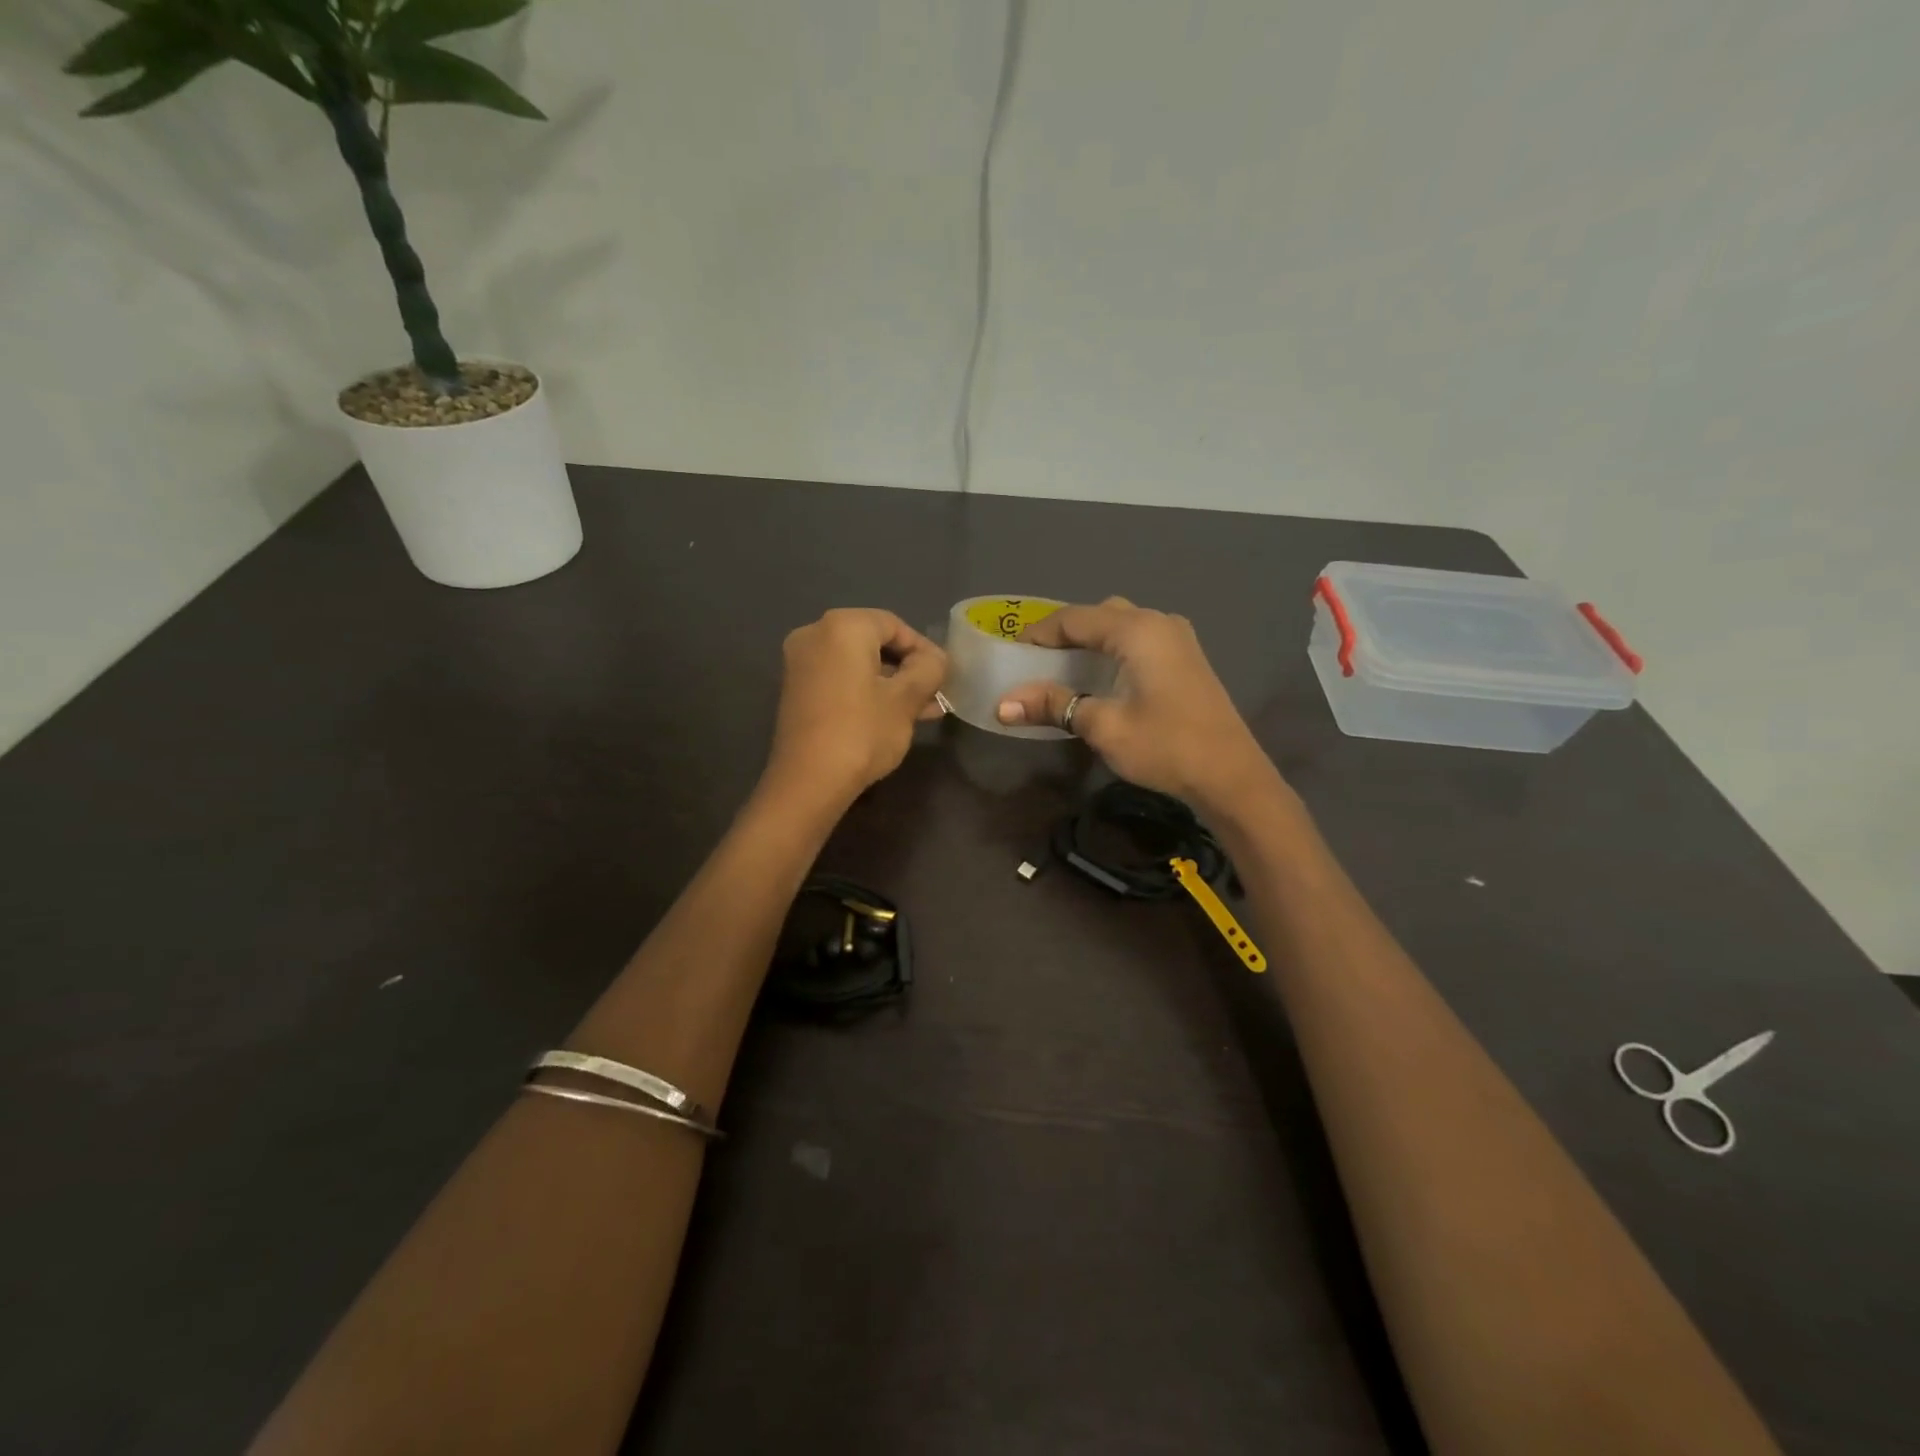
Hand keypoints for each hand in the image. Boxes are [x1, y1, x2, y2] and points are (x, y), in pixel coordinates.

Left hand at [762, 608, 946, 811]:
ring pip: (858, 665)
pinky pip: (840, 680)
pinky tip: (894, 716)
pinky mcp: (796, 691)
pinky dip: (866, 692)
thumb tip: (935, 660)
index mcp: (842, 626)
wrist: (809, 781)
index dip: (924, 649)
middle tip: (935, 693)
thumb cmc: (862, 732)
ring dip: (891, 684)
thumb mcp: (906, 699)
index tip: (944, 676)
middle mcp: (815, 634)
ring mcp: (801, 663)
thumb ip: (928, 670)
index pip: (894, 625)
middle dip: (908, 669)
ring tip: (923, 710)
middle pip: (874, 643)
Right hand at [995, 598, 1272, 810]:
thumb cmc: (1165, 746)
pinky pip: (1139, 640)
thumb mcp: (1103, 726)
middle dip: (1064, 635)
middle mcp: (1158, 622)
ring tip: (1062, 669)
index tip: (1010, 653)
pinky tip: (1101, 677)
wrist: (1231, 776)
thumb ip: (1053, 706)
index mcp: (1137, 630)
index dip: (1039, 633)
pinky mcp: (1187, 658)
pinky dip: (1112, 650)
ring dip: (1090, 642)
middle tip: (1035, 661)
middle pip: (1099, 615)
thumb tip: (1002, 705)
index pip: (1074, 618)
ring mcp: (1178, 638)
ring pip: (1121, 625)